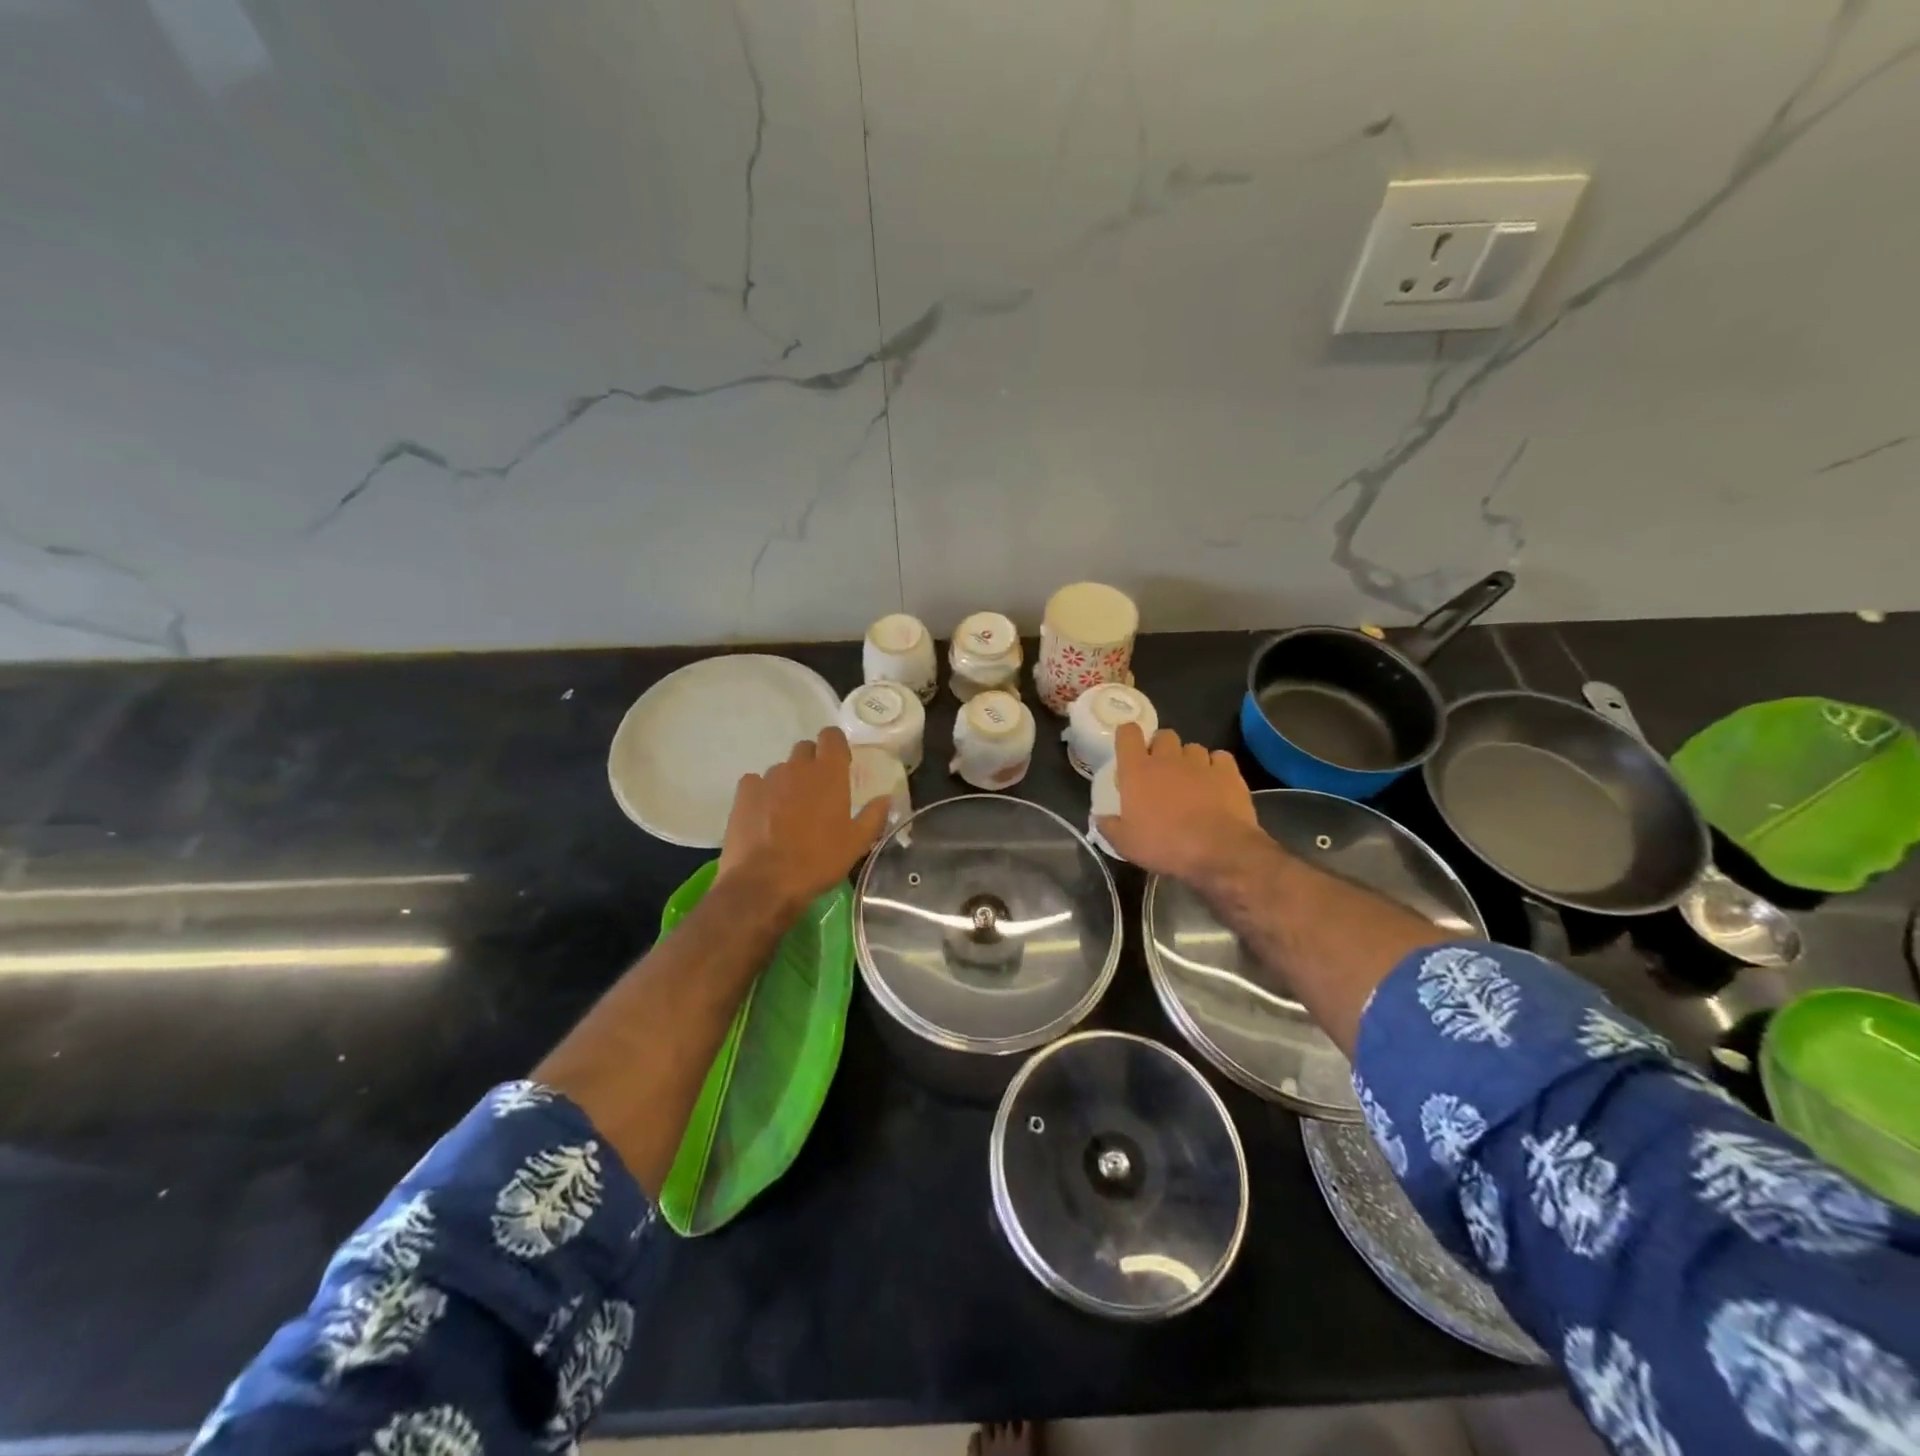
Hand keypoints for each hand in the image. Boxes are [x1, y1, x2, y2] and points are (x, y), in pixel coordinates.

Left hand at [718, 727, 889, 915]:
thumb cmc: (818, 860)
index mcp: (829, 773)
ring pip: (781, 769)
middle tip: (817, 792)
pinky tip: (764, 816)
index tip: (840, 763)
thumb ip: (874, 815)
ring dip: (788, 782)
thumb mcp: (857, 843)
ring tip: (789, 812)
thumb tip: (885, 798)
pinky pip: (756, 783)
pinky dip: (762, 794)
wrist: (765, 882)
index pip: (832, 736)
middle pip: (805, 749)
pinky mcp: (743, 793)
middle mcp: (797, 767)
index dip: (836, 745)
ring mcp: (767, 778)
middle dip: (812, 763)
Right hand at [1095, 724, 1267, 885]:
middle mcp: (1167, 758)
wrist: (1218, 850)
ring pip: (1192, 747)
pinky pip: (1220, 758)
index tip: (1129, 751)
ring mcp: (1200, 762)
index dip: (1128, 737)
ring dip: (1189, 759)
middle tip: (1160, 771)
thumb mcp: (1125, 844)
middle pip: (1163, 736)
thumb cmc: (1164, 845)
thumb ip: (1109, 827)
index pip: (1128, 733)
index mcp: (1137, 770)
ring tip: (1191, 781)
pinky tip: (1216, 783)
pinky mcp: (1228, 771)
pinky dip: (1217, 767)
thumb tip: (1100, 819)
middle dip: (1161, 748)